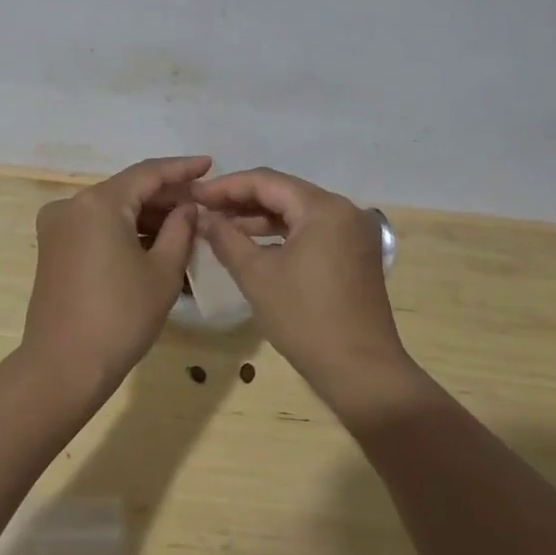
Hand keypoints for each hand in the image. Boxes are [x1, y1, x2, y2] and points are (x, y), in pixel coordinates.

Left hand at [23, 155, 208, 395]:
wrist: (63, 367)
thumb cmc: (120, 318)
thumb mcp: (163, 272)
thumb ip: (180, 229)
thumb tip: (187, 207)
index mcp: (98, 202)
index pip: (148, 173)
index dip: (182, 168)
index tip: (210, 165)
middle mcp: (72, 205)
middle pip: (128, 189)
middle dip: (166, 195)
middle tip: (203, 202)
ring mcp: (58, 226)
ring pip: (112, 209)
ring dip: (147, 215)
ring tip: (185, 224)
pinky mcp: (53, 248)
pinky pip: (97, 226)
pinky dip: (125, 230)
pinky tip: (154, 241)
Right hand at [193, 167, 413, 409]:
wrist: (361, 372)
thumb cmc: (305, 319)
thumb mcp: (256, 276)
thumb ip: (226, 238)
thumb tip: (203, 217)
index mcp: (323, 208)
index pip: (266, 181)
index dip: (226, 186)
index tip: (194, 195)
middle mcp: (344, 210)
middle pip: (284, 193)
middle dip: (242, 200)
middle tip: (204, 209)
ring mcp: (353, 233)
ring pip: (298, 212)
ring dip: (260, 218)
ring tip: (221, 227)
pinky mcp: (355, 254)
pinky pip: (312, 231)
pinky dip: (282, 234)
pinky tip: (254, 244)